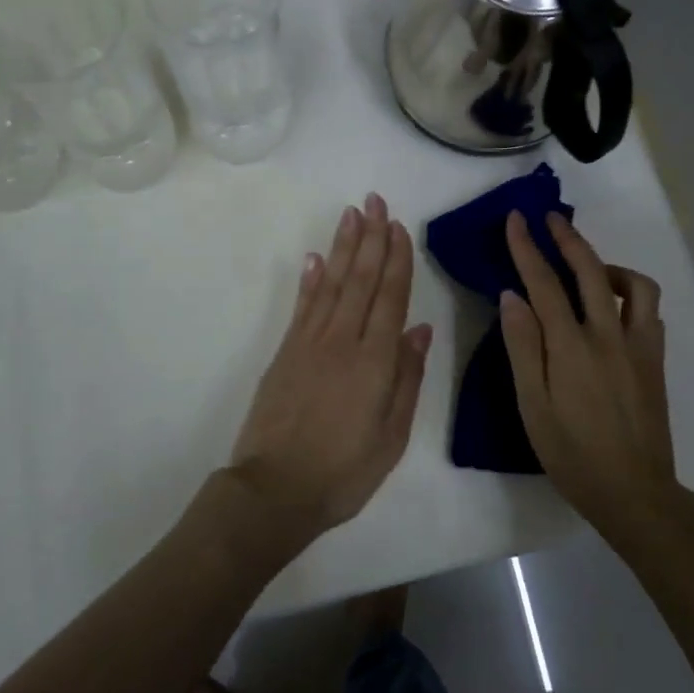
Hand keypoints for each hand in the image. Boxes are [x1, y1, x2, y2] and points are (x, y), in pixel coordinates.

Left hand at [229, 193, 432, 542]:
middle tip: (375, 201)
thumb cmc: (343, 472)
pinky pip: (302, 306)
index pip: (389, 297)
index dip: (396, 260)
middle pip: (360, 279)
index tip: (399, 226)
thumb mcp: (391, 437)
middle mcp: (342, 341)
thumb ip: (407, 378)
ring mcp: (309, 343)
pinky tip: (315, 258)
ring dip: (342, 247)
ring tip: (351, 214)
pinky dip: (310, 279)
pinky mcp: (284, 352)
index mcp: (375, 361)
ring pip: (330, 283)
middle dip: (370, 238)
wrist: (274, 491)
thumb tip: (419, 328)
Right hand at [499, 210, 676, 530]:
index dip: (527, 247)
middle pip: (590, 270)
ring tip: (587, 270)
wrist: (634, 493)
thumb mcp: (532, 405)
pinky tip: (613, 308)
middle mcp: (609, 335)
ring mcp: (638, 346)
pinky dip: (630, 295)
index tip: (516, 219)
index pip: (544, 282)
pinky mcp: (656, 360)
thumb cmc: (572, 454)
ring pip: (634, 285)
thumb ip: (522, 346)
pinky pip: (649, 312)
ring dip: (608, 265)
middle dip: (568, 238)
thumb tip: (512, 296)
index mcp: (571, 346)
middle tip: (550, 218)